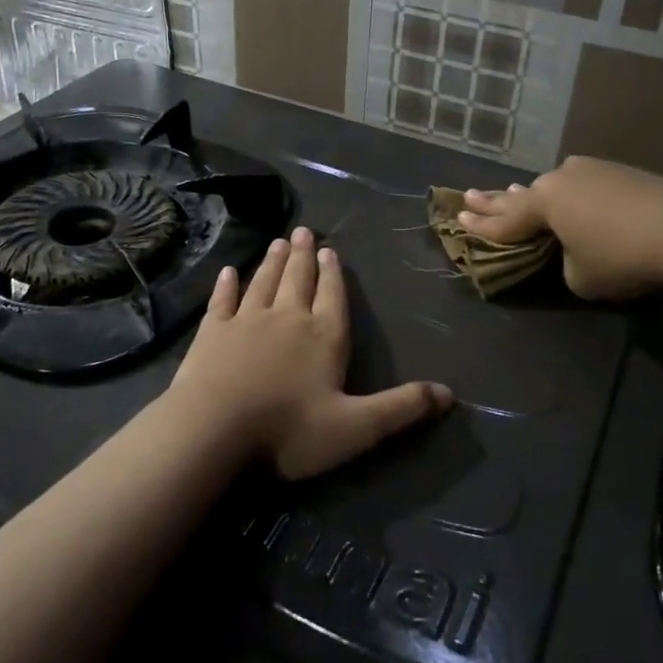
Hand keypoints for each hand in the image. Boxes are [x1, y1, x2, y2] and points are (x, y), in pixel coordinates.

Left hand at [170, 227, 452, 479]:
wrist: (213, 431)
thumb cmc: (288, 431)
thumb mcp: (356, 428)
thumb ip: (402, 408)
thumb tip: (450, 393)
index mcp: (324, 336)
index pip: (333, 296)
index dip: (333, 273)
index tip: (329, 250)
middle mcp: (287, 318)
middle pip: (298, 279)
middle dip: (302, 255)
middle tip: (302, 231)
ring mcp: (246, 321)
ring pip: (263, 282)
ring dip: (271, 262)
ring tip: (277, 241)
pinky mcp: (211, 332)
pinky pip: (222, 300)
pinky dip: (226, 285)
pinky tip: (228, 272)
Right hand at [457, 156, 662, 299]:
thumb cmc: (623, 257)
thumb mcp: (579, 276)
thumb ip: (563, 262)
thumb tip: (572, 249)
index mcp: (544, 203)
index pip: (505, 221)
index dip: (480, 226)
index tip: (458, 219)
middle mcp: (560, 179)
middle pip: (520, 196)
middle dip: (493, 201)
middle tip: (468, 197)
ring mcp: (590, 170)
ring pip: (551, 187)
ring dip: (532, 195)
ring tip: (510, 193)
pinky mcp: (617, 171)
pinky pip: (579, 184)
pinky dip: (566, 194)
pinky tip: (565, 193)